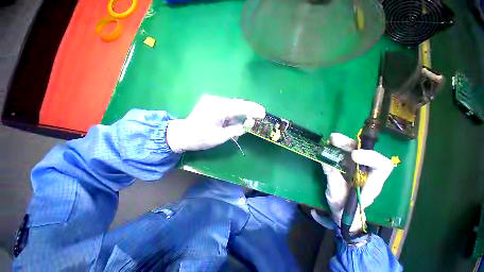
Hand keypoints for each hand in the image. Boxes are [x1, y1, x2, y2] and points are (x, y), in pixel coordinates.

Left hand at [166, 95, 265, 152]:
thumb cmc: (200, 138)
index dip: (253, 110)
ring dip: (237, 117)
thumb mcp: (220, 137)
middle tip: (256, 118)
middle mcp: (215, 100)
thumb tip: (246, 126)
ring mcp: (212, 100)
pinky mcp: (211, 102)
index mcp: (217, 109)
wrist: (182, 134)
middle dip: (247, 112)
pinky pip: (227, 108)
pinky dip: (231, 116)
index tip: (263, 113)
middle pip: (237, 105)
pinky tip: (228, 124)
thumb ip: (235, 130)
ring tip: (233, 130)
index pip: (239, 107)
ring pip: (232, 107)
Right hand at [315, 133, 394, 231]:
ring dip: (342, 142)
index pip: (382, 166)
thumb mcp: (337, 197)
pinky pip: (342, 153)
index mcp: (371, 183)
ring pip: (354, 150)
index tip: (353, 155)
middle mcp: (366, 172)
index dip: (370, 157)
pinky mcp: (345, 165)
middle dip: (351, 144)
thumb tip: (326, 162)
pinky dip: (335, 147)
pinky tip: (328, 144)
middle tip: (335, 140)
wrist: (342, 211)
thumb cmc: (343, 208)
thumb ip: (333, 180)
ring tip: (330, 139)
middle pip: (365, 152)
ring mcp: (355, 167)